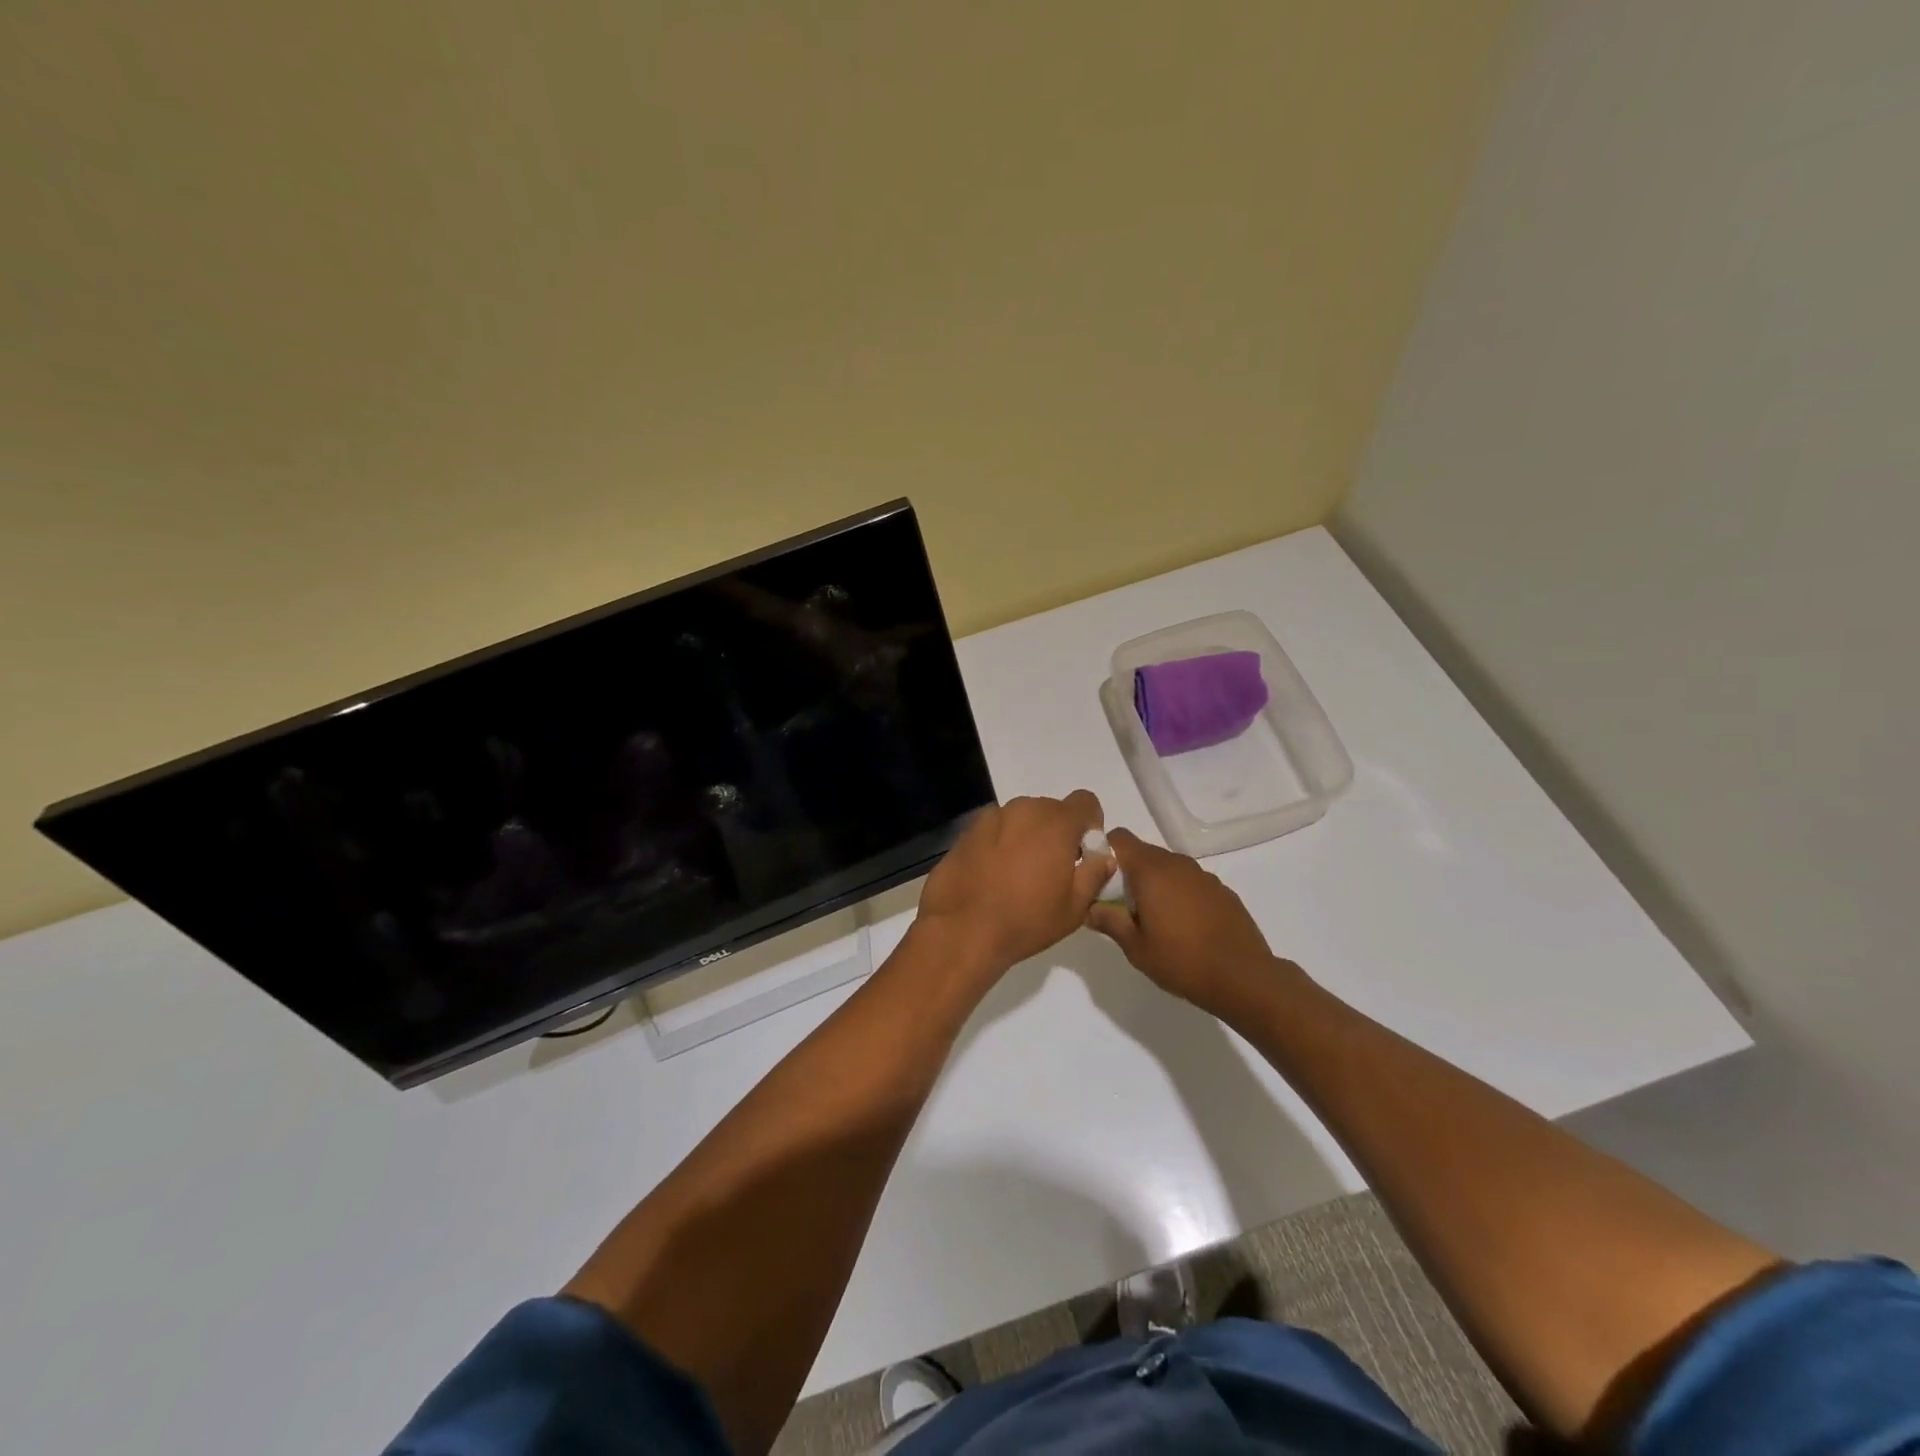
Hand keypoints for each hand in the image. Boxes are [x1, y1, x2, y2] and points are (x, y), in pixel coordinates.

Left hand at [918, 791, 1111, 977]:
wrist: (961, 930)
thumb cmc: (1025, 920)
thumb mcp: (1074, 907)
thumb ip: (1095, 874)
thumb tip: (1103, 857)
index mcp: (1055, 822)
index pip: (1085, 802)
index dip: (1090, 825)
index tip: (1083, 853)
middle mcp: (1023, 809)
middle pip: (1051, 810)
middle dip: (1058, 833)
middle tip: (1052, 870)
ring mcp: (991, 817)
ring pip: (1021, 819)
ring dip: (1028, 837)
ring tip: (1020, 874)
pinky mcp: (967, 832)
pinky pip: (996, 830)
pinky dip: (1001, 844)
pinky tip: (993, 875)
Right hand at [1084, 828, 1293, 1015]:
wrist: (1244, 978)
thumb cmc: (1182, 961)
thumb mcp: (1136, 948)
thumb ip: (1109, 922)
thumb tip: (1088, 909)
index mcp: (1152, 871)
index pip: (1120, 838)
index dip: (1104, 851)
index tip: (1097, 878)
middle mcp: (1177, 864)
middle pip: (1143, 853)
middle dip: (1127, 873)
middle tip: (1121, 906)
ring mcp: (1203, 876)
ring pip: (1167, 868)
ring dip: (1154, 884)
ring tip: (1152, 919)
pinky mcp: (1222, 890)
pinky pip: (1189, 882)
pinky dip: (1179, 894)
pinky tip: (1183, 926)